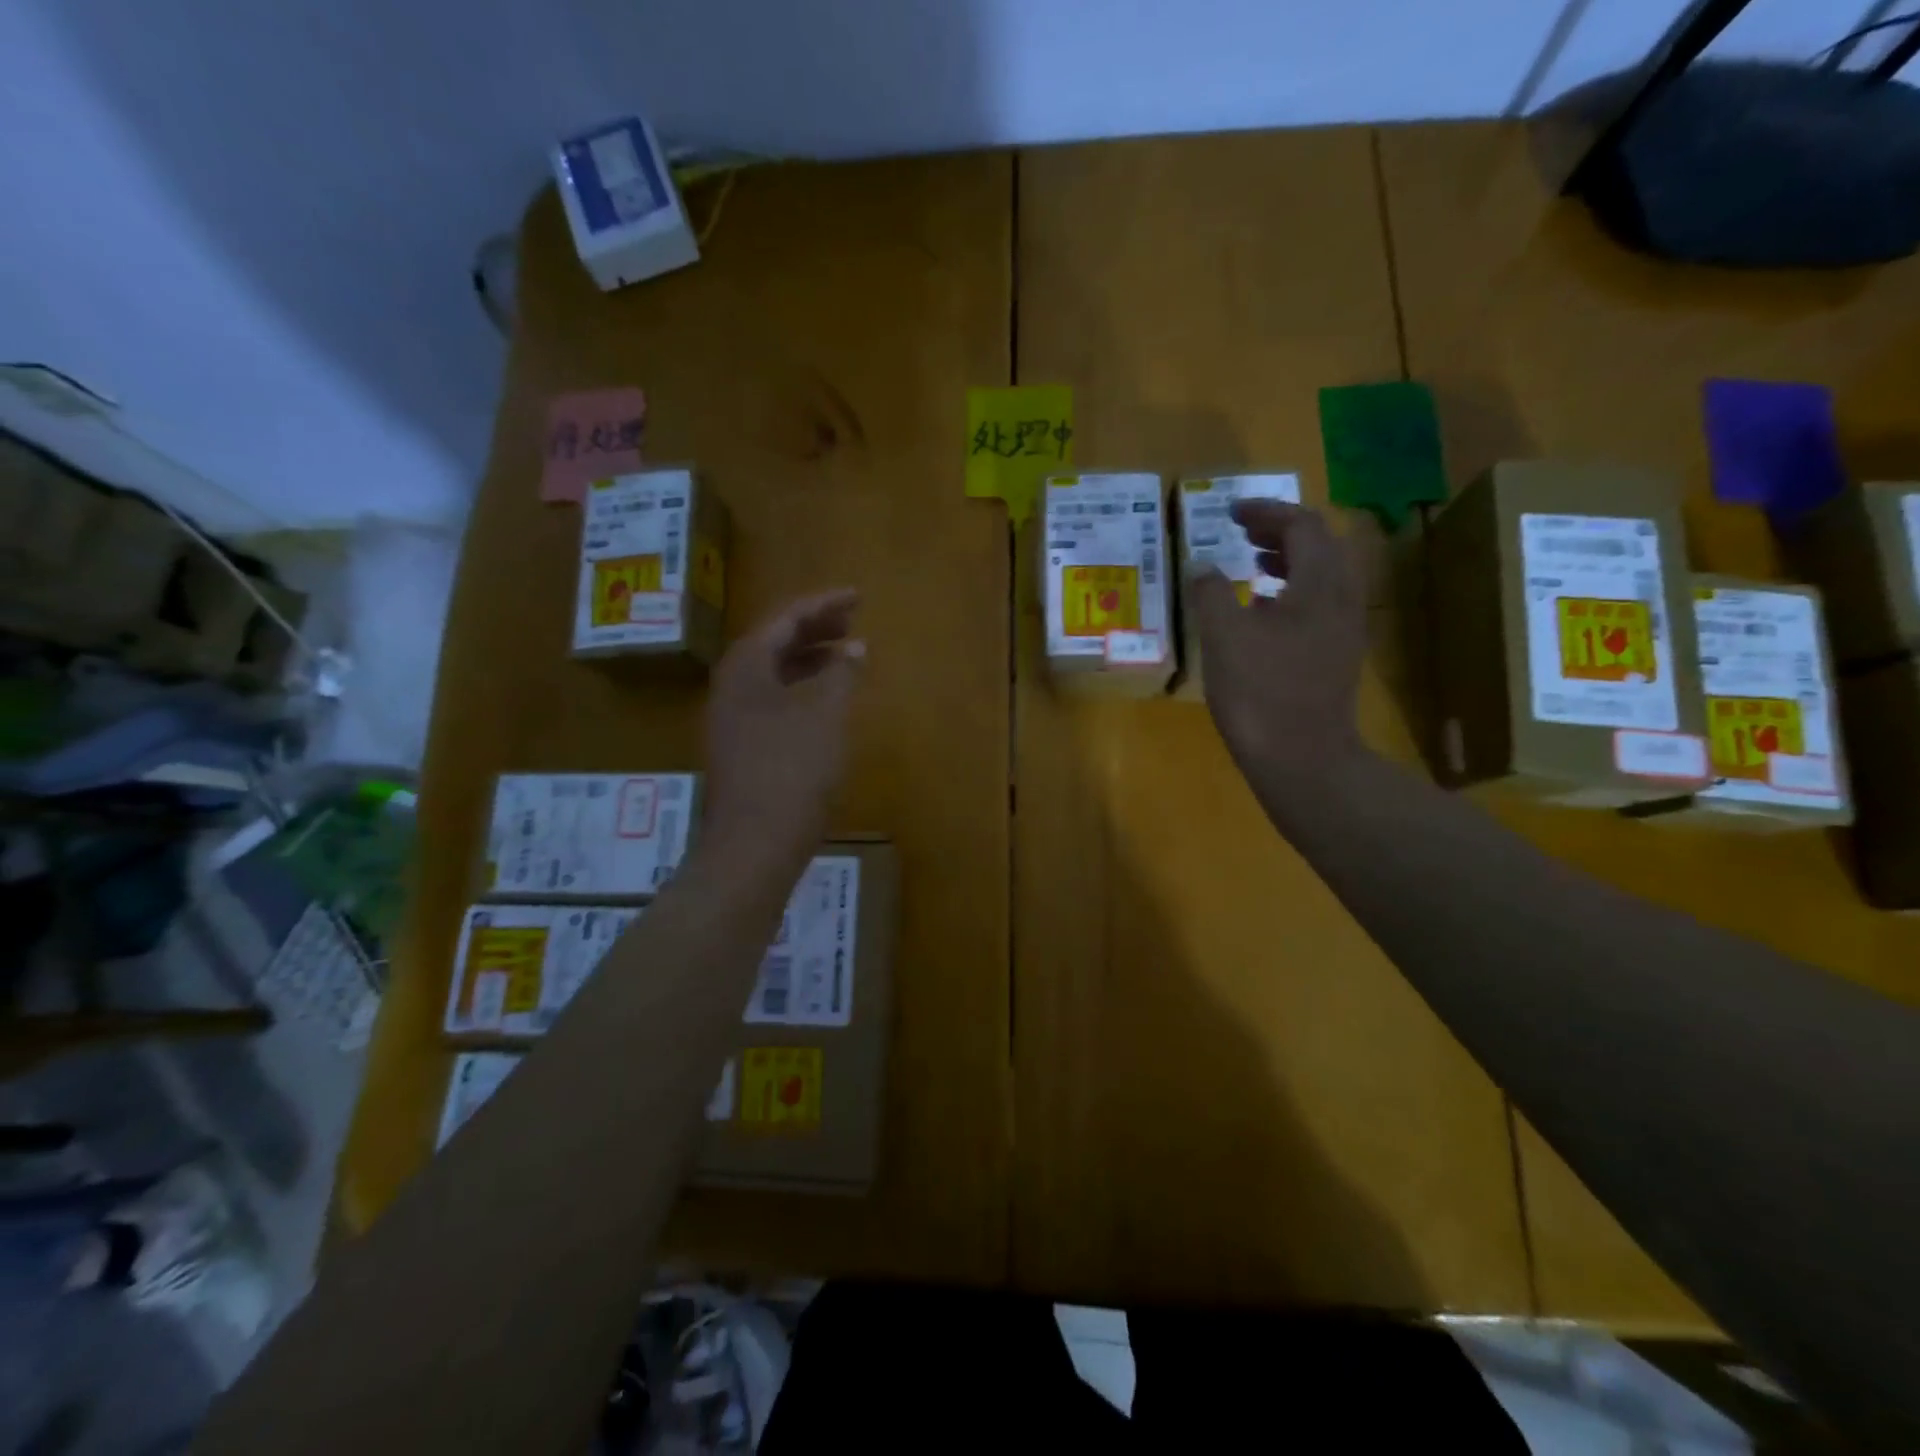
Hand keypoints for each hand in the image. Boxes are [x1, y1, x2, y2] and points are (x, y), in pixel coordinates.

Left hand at [704, 590, 863, 850]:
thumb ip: (841, 675)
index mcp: (747, 666)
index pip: (786, 618)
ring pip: (772, 671)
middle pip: (774, 640)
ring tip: (845, 655)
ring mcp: (731, 716)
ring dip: (808, 658)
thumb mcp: (826, 718)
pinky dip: (800, 688)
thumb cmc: (792, 774)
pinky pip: (771, 698)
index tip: (858, 597)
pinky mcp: (740, 744)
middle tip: (853, 621)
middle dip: (814, 628)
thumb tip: (854, 648)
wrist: (752, 845)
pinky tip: (824, 700)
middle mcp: (731, 684)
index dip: (824, 603)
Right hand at [1187, 500, 1366, 783]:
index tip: (1231, 513)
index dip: (1266, 511)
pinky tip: (1263, 613)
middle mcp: (1342, 600)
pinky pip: (1320, 605)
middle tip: (1243, 532)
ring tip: (1252, 565)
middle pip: (1321, 546)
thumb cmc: (1260, 693)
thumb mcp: (1224, 637)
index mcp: (1319, 586)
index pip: (1302, 526)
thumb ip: (1211, 594)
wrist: (1302, 759)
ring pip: (1323, 576)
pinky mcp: (1337, 656)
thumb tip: (1201, 566)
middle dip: (1281, 531)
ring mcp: (1344, 630)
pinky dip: (1292, 592)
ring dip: (1289, 561)